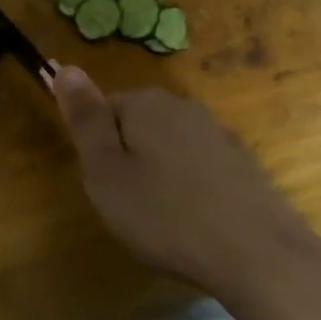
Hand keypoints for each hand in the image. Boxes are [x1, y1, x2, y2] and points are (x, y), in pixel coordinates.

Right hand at [50, 65, 320, 304]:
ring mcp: (217, 133)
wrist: (256, 253)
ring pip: (167, 148)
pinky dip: (188, 190)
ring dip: (158, 176)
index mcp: (146, 103)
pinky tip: (193, 223)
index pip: (102, 109)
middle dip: (126, 161)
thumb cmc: (165, 215)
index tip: (103, 186)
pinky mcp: (241, 163)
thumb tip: (64, 66)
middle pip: (136, 126)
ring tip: (161, 220)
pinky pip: (197, 168)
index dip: (96, 150)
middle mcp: (183, 107)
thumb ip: (85, 118)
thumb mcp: (106, 171)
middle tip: (127, 206)